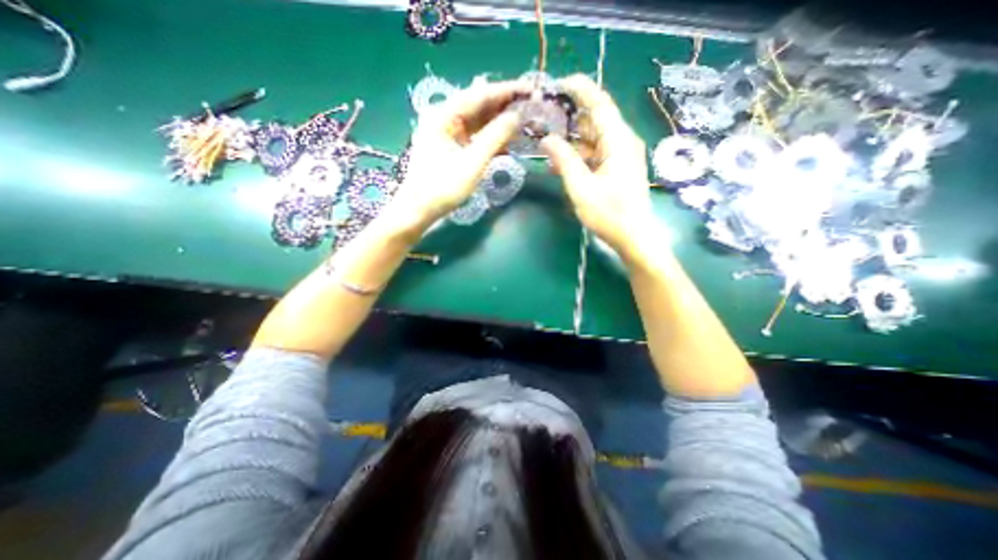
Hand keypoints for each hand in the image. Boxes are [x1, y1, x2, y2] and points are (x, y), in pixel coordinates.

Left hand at [392, 80, 524, 223]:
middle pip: (479, 104)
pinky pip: (474, 135)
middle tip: (531, 106)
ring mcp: (446, 132)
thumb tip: (517, 116)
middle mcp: (444, 117)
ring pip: (478, 120)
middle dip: (505, 105)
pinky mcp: (450, 145)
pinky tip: (507, 138)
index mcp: (444, 115)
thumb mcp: (472, 163)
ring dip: (499, 121)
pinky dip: (490, 136)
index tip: (531, 89)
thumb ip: (495, 137)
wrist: (419, 210)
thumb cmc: (443, 188)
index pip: (480, 94)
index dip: (507, 91)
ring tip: (524, 120)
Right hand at [539, 74, 655, 256]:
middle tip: (545, 119)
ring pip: (594, 139)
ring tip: (547, 145)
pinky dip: (579, 156)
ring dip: (572, 141)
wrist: (634, 237)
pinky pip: (596, 154)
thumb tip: (546, 139)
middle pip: (596, 120)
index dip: (580, 89)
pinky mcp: (619, 168)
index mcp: (618, 141)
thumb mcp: (581, 187)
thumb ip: (564, 160)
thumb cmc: (609, 214)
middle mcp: (623, 142)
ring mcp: (622, 155)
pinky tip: (561, 165)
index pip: (600, 103)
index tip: (559, 84)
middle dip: (570, 118)